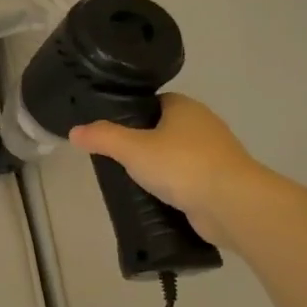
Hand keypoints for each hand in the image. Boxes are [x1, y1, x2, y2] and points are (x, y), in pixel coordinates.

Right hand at [70, 95, 263, 249]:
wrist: (233, 204)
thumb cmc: (182, 165)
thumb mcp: (132, 149)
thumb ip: (102, 138)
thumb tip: (74, 131)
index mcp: (185, 107)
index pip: (153, 103)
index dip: (130, 114)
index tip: (110, 132)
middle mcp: (204, 125)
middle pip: (164, 129)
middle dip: (142, 144)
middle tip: (115, 159)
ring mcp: (215, 155)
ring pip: (177, 156)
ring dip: (159, 168)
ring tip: (131, 181)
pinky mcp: (220, 182)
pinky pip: (188, 180)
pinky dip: (173, 188)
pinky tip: (156, 200)